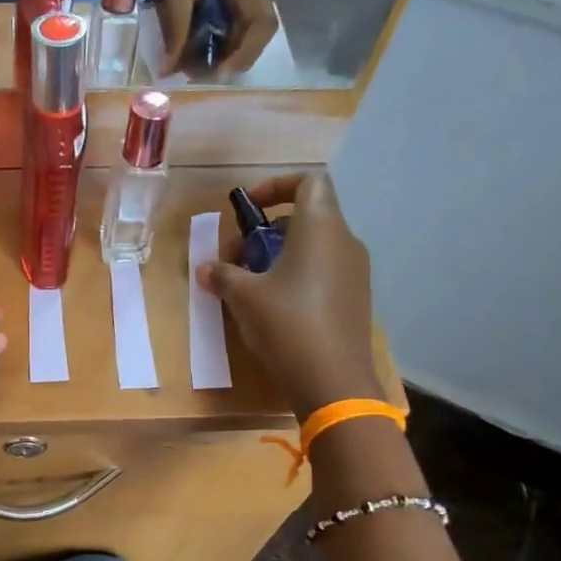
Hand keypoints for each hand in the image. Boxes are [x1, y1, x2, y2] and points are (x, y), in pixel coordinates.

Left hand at [157, 0, 276, 73]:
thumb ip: (175, 29)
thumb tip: (169, 69)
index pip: (263, 27)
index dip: (244, 55)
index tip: (217, 71)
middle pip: (258, 33)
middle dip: (231, 57)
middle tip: (200, 72)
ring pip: (250, 28)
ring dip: (227, 48)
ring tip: (197, 60)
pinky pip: (242, 18)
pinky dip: (225, 35)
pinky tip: (201, 42)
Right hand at [196, 171, 382, 418]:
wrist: (333, 379)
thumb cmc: (286, 324)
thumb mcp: (243, 297)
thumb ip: (222, 275)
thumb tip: (205, 269)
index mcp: (320, 228)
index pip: (309, 181)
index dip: (277, 186)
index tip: (249, 211)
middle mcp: (344, 241)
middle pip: (307, 216)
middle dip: (267, 230)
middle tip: (238, 258)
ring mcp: (355, 271)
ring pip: (315, 245)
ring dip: (280, 255)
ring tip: (252, 284)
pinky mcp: (355, 298)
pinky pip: (324, 270)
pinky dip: (298, 275)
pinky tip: (275, 306)